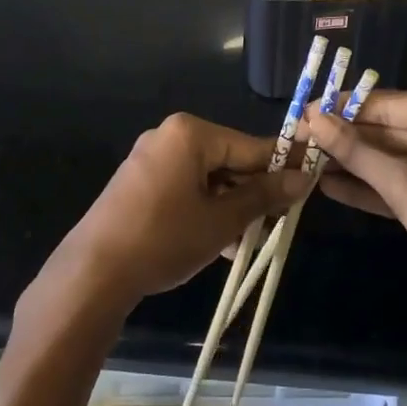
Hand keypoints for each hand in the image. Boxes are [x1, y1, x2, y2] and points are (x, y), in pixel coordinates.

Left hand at [37, 114, 311, 319]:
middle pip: (228, 160)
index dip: (283, 165)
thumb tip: (303, 178)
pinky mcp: (139, 182)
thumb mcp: (222, 220)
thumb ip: (263, 196)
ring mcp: (151, 158)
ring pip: (208, 178)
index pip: (251, 146)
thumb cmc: (164, 239)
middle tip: (278, 222)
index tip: (312, 177)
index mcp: (191, 133)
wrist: (94, 272)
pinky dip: (205, 209)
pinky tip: (222, 242)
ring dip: (231, 206)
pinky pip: (185, 187)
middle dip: (253, 192)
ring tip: (251, 240)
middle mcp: (170, 136)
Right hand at [306, 91, 406, 359]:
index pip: (388, 104)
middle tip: (298, 140)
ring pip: (390, 158)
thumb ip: (358, 153)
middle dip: (345, 139)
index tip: (301, 112)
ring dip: (352, 164)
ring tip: (305, 161)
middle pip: (387, 130)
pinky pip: (399, 183)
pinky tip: (329, 186)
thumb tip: (313, 119)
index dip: (342, 109)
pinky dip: (369, 187)